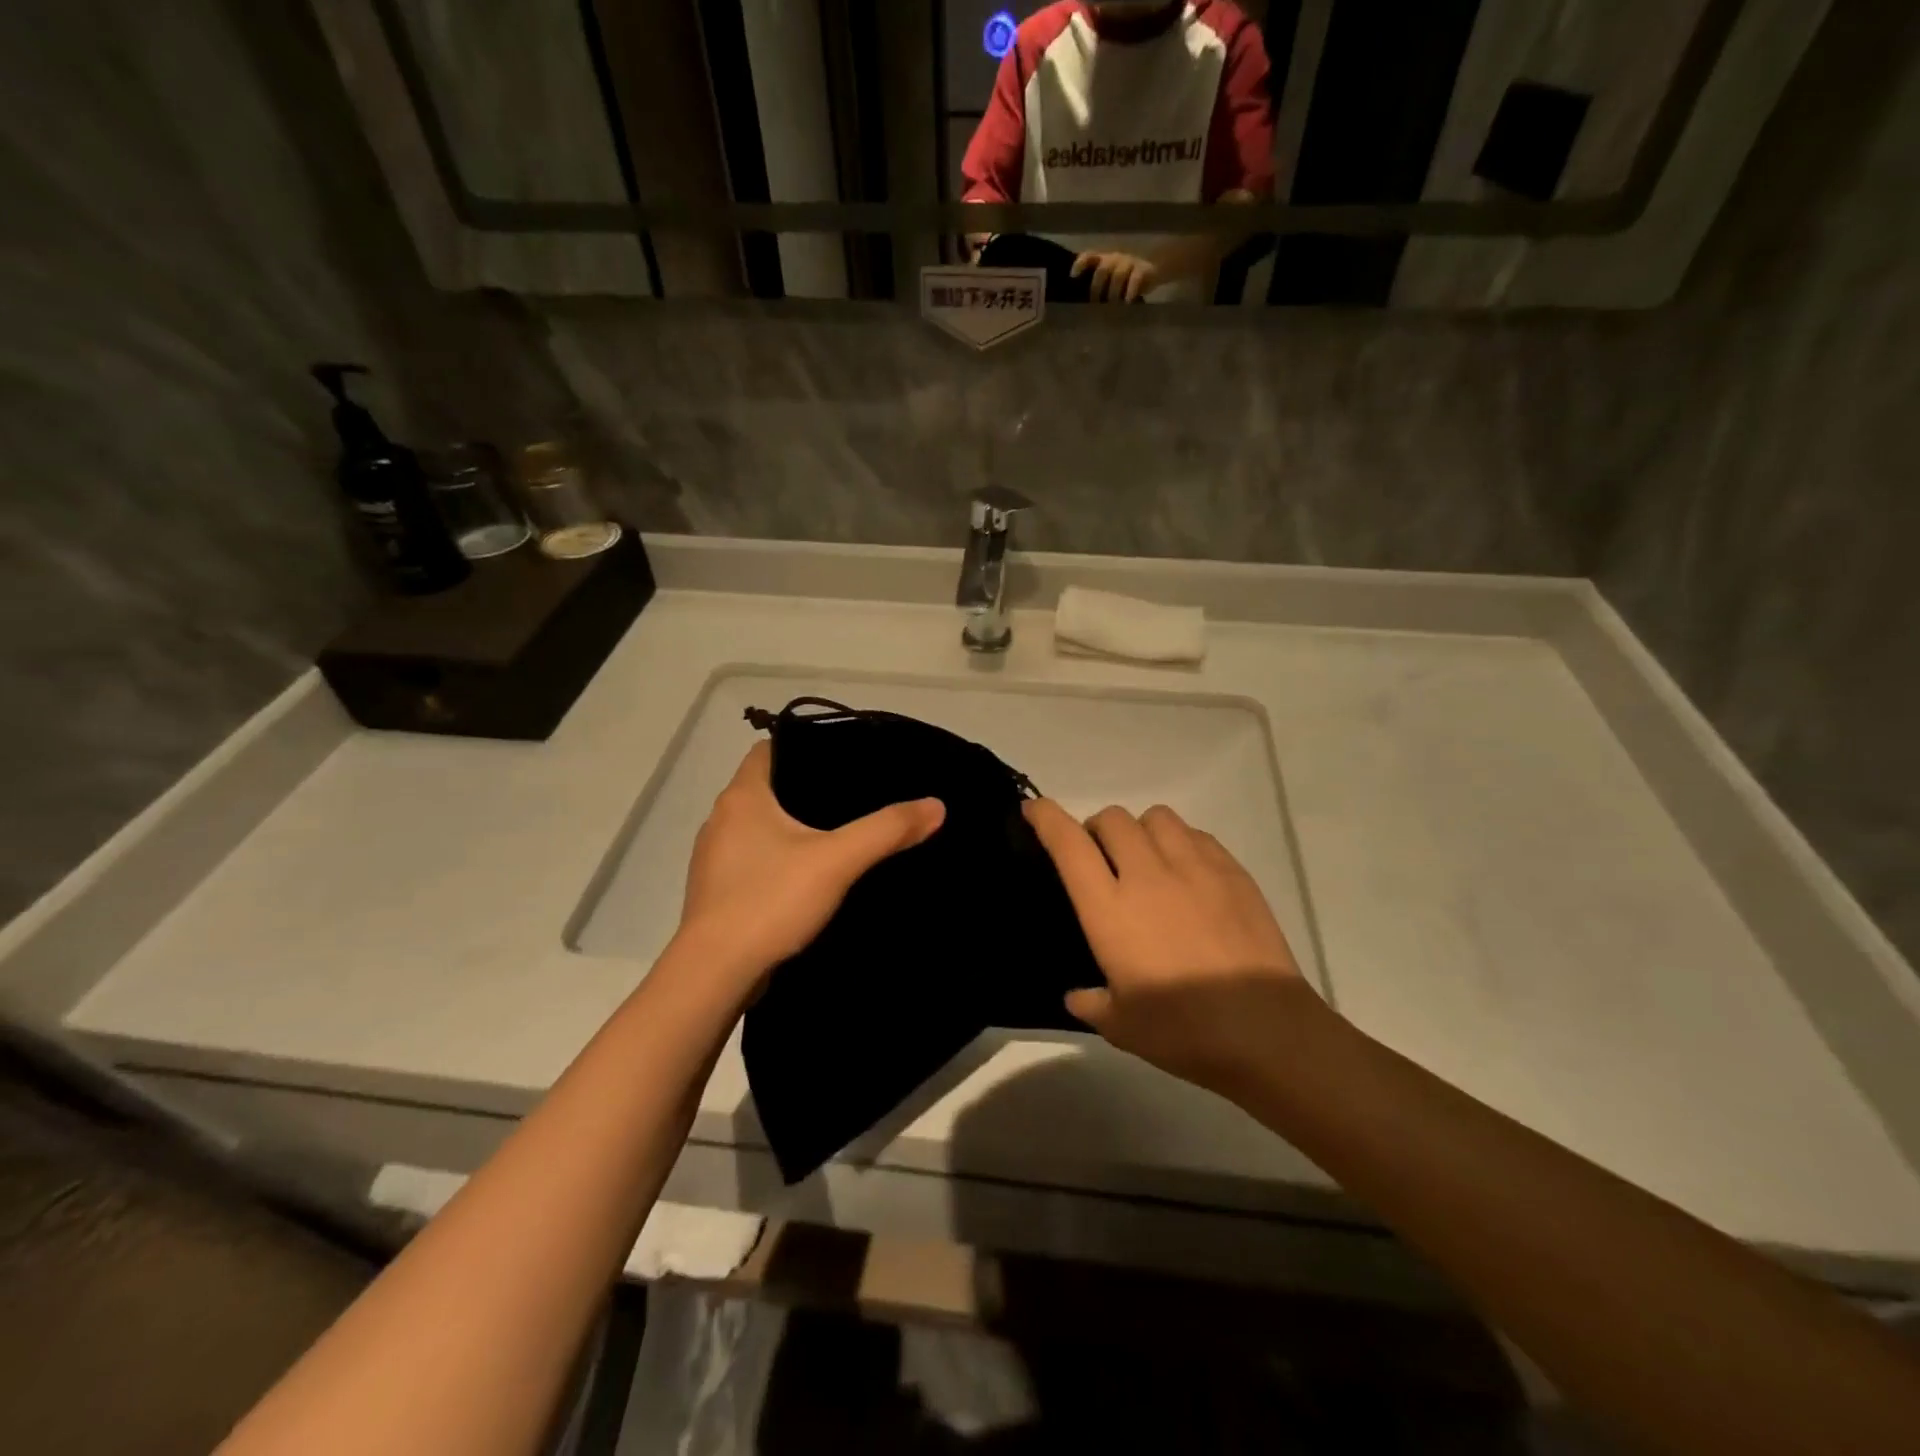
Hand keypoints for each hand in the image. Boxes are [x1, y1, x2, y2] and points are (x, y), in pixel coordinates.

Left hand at [674, 743, 943, 997]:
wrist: (715, 974)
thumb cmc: (770, 901)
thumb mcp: (838, 860)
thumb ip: (887, 830)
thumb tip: (936, 805)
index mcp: (742, 797)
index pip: (769, 749)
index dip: (804, 746)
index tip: (842, 757)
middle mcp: (721, 819)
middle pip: (767, 787)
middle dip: (806, 788)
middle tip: (854, 794)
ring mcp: (715, 858)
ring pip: (760, 826)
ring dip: (792, 826)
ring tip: (838, 832)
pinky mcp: (719, 891)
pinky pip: (754, 859)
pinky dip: (780, 858)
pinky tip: (810, 875)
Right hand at [1024, 799, 1312, 1093]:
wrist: (1267, 1030)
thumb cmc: (1184, 1030)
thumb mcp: (1122, 1027)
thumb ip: (1092, 1003)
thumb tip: (1079, 995)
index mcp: (1110, 909)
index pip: (1068, 844)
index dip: (1046, 817)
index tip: (1034, 809)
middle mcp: (1147, 875)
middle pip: (1112, 818)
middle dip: (1097, 829)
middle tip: (1102, 858)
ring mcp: (1194, 867)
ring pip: (1157, 816)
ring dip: (1140, 830)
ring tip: (1147, 860)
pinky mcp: (1233, 871)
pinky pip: (1197, 835)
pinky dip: (1181, 842)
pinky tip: (1188, 874)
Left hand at [1071, 250, 1160, 302]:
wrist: (1154, 272)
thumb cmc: (1126, 281)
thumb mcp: (1110, 281)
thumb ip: (1099, 287)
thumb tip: (1084, 307)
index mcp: (1104, 260)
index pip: (1089, 256)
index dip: (1080, 264)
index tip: (1073, 276)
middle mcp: (1115, 258)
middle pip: (1103, 269)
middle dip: (1097, 287)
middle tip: (1096, 303)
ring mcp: (1129, 262)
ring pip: (1118, 275)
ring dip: (1113, 292)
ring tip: (1112, 306)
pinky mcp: (1142, 270)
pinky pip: (1135, 279)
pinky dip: (1130, 290)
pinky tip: (1127, 301)